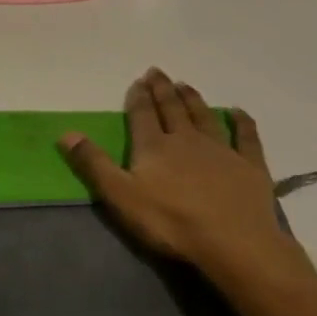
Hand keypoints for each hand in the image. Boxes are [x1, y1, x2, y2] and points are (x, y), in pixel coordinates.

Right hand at [61, 69, 313, 291]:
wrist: (234, 243)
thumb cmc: (171, 222)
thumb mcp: (121, 196)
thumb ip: (94, 164)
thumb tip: (66, 133)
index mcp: (154, 146)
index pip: (143, 114)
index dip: (139, 97)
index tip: (138, 81)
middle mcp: (186, 139)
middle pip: (172, 108)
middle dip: (162, 90)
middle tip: (157, 72)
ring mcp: (221, 150)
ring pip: (204, 116)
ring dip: (193, 99)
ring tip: (185, 85)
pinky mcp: (250, 166)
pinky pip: (246, 137)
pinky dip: (242, 122)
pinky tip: (238, 112)